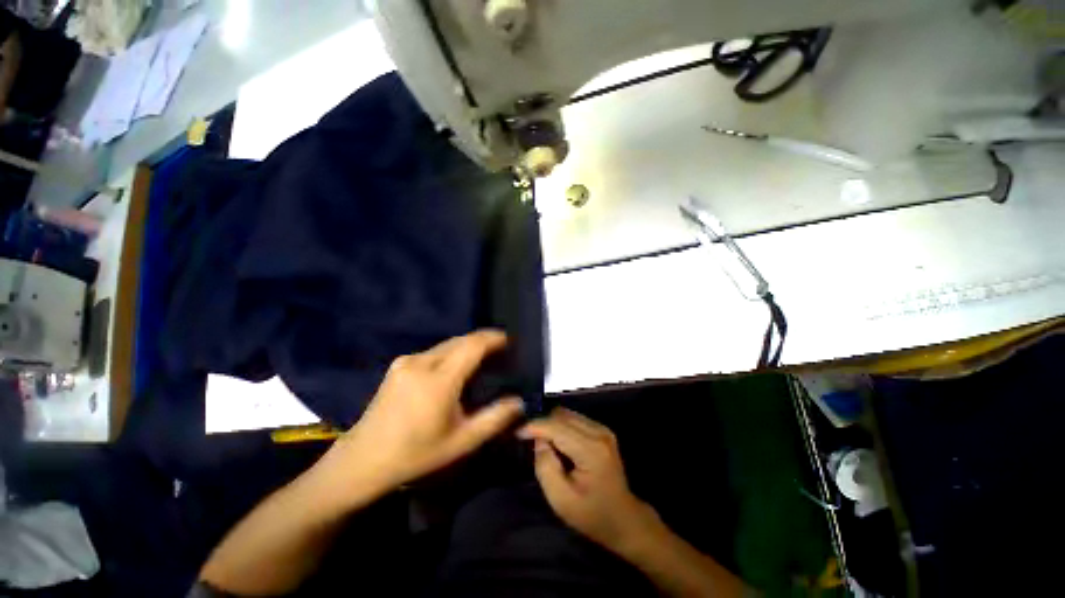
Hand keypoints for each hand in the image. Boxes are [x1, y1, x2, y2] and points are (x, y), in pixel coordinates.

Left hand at [323, 330, 524, 497]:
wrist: (363, 459)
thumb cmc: (416, 454)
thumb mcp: (461, 442)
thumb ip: (494, 419)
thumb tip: (518, 402)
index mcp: (438, 381)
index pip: (472, 346)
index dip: (492, 338)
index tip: (508, 339)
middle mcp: (421, 363)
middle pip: (460, 341)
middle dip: (482, 341)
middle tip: (499, 350)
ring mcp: (406, 361)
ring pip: (446, 344)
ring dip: (466, 346)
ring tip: (482, 358)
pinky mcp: (398, 364)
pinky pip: (433, 351)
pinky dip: (451, 353)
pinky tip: (456, 367)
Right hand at [518, 409, 658, 552]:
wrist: (624, 519)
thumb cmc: (592, 515)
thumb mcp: (561, 500)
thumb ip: (545, 466)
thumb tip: (538, 440)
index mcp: (591, 450)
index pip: (556, 427)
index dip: (534, 426)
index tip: (517, 431)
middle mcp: (598, 432)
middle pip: (561, 415)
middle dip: (542, 423)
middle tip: (527, 438)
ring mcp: (602, 429)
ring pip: (567, 414)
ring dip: (551, 424)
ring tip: (540, 440)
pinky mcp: (601, 430)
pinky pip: (574, 419)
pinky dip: (560, 426)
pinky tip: (555, 441)